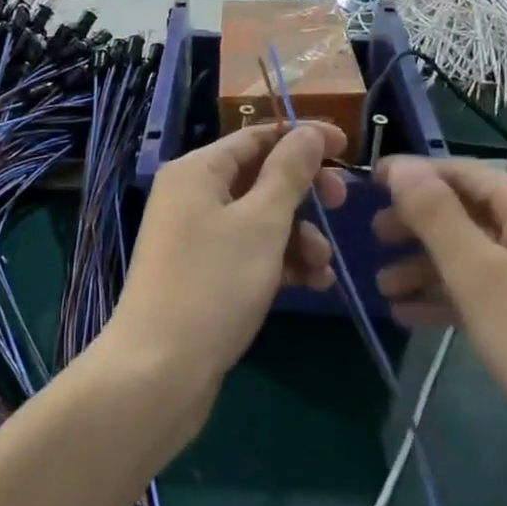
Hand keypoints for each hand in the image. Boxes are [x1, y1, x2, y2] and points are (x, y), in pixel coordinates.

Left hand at [102, 123, 345, 409]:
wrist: (159, 373)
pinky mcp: (203, 273)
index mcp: (197, 170)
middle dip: (305, 193)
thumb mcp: (262, 223)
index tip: (348, 148)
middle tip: (342, 206)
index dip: (303, 138)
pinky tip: (313, 284)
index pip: (257, 136)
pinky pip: (249, 251)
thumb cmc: (213, 285)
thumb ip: (289, 173)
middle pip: (260, 176)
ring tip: (324, 267)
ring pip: (260, 218)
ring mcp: (195, 236)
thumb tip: (309, 132)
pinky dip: (280, 261)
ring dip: (299, 235)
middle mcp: (192, 195)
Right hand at [373, 157, 506, 500]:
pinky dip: (463, 294)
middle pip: (472, 211)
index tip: (367, 188)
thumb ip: (434, 214)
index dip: (412, 178)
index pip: (462, 172)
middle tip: (372, 245)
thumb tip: (400, 165)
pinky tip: (419, 317)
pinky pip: (505, 284)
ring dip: (433, 268)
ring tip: (385, 292)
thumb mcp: (476, 276)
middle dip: (418, 228)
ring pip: (485, 252)